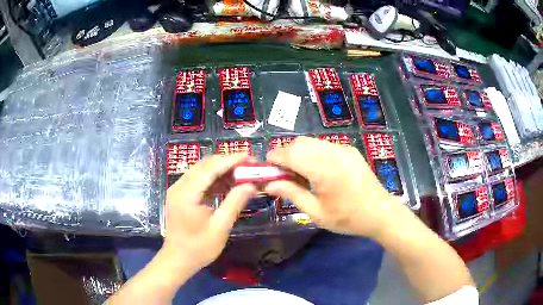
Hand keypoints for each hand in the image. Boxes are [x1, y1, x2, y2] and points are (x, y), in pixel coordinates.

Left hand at [164, 154, 256, 270]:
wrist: (177, 259)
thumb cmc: (198, 248)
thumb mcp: (220, 228)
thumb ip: (234, 203)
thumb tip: (251, 185)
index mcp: (187, 194)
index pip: (210, 168)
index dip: (231, 160)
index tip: (250, 157)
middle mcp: (179, 186)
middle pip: (205, 165)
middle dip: (227, 162)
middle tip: (249, 166)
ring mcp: (178, 189)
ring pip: (201, 170)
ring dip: (221, 169)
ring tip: (242, 174)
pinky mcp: (180, 195)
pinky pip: (198, 180)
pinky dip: (213, 179)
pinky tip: (227, 184)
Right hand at [265, 136, 400, 238]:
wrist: (380, 212)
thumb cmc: (347, 218)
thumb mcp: (316, 212)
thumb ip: (292, 194)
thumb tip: (269, 184)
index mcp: (324, 170)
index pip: (291, 154)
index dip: (274, 158)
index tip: (267, 168)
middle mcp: (333, 153)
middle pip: (300, 143)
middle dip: (285, 153)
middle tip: (282, 173)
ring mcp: (343, 149)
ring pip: (311, 142)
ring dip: (299, 152)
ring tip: (299, 172)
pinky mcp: (349, 150)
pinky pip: (324, 145)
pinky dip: (312, 152)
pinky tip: (316, 170)